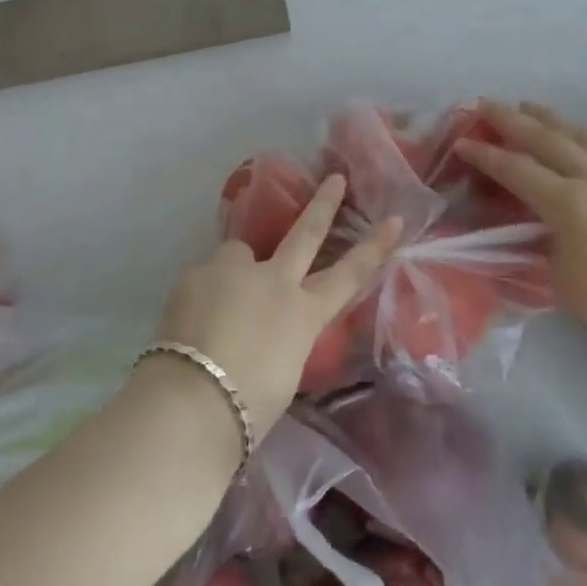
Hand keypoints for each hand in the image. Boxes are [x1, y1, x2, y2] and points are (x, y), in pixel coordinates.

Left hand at [153, 175, 399, 443]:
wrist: (194, 400)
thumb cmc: (248, 406)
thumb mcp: (282, 371)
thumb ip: (280, 335)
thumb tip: (264, 324)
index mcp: (303, 314)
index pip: (348, 276)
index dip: (374, 247)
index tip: (394, 220)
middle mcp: (273, 281)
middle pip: (305, 233)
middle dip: (323, 204)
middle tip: (335, 179)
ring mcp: (233, 271)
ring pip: (240, 253)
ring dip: (237, 269)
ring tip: (220, 302)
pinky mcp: (196, 273)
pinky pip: (206, 277)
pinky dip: (205, 293)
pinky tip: (192, 320)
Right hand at [457, 102, 586, 380]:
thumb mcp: (562, 278)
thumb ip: (543, 243)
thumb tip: (537, 228)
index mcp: (570, 202)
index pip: (516, 169)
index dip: (486, 155)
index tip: (461, 141)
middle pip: (547, 140)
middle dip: (512, 121)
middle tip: (486, 105)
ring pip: (583, 137)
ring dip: (552, 120)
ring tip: (530, 107)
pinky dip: (585, 139)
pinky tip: (580, 139)